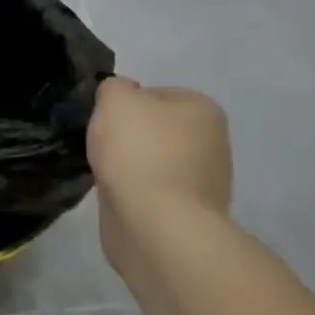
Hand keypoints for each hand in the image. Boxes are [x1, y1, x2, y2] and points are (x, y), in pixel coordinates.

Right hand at [88, 78, 232, 275]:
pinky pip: (150, 193)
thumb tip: (120, 98)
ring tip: (106, 174)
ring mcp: (202, 184)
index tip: (106, 119)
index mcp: (203, 111)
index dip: (125, 103)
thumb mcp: (116, 99)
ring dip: (127, 167)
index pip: (156, 93)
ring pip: (150, 162)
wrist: (156, 227)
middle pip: (154, 129)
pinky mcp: (185, 216)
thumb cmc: (139, 152)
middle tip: (102, 145)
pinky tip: (116, 197)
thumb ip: (114, 87)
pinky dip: (131, 193)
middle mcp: (211, 144)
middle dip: (127, 137)